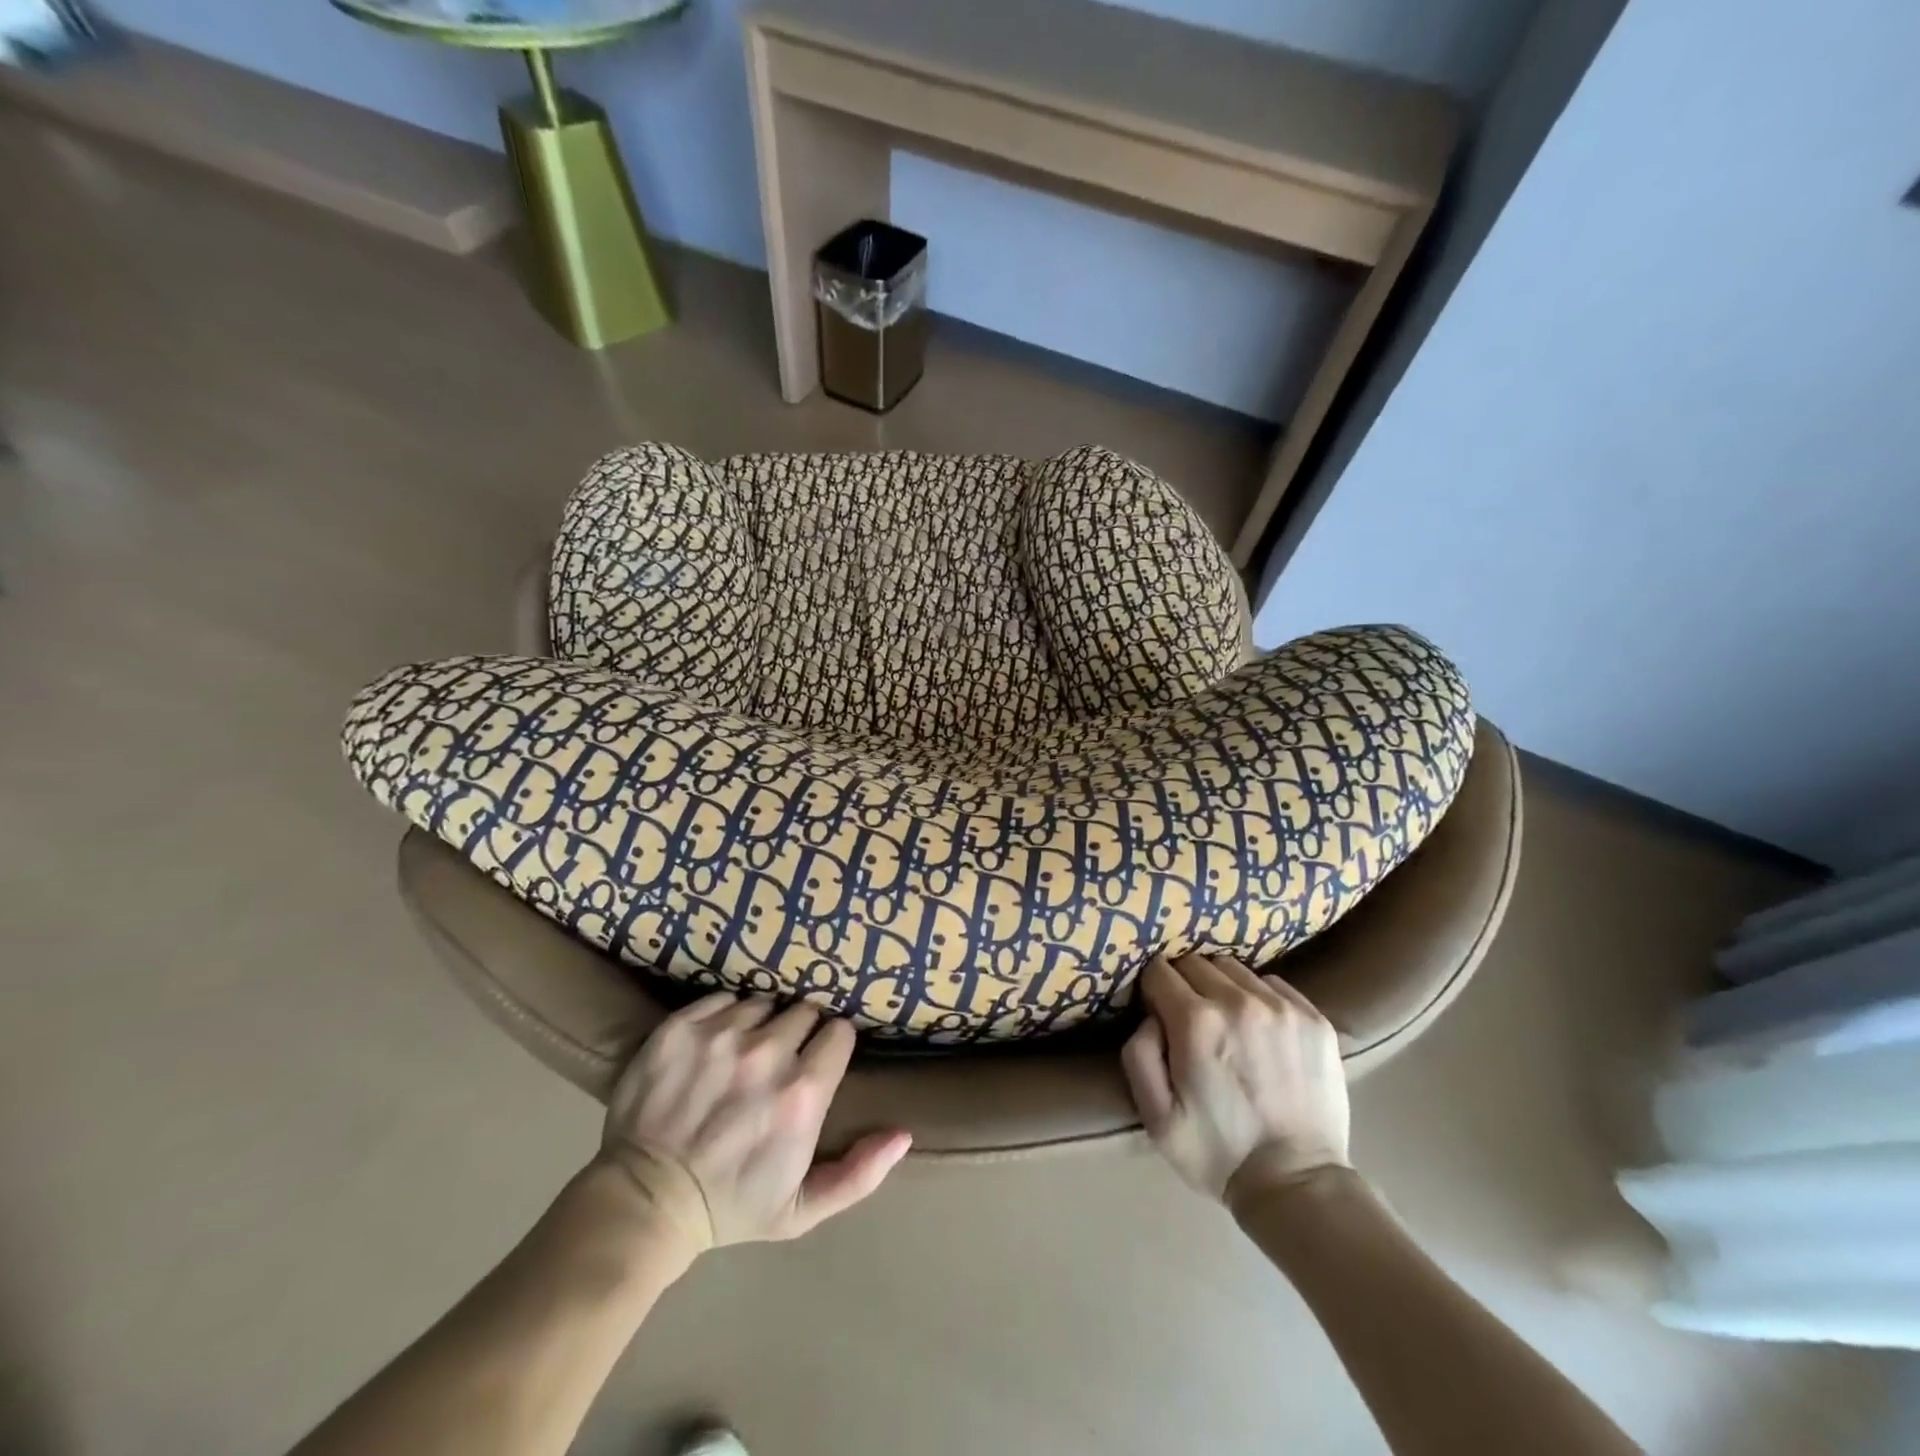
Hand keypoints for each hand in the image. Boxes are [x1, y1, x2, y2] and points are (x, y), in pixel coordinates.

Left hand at [595, 994, 910, 1251]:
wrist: (643, 1201)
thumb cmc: (730, 1206)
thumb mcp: (802, 1209)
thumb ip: (860, 1173)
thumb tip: (904, 1134)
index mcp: (802, 1094)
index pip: (839, 1032)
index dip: (830, 1046)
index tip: (817, 1062)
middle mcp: (766, 1054)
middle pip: (803, 1012)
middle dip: (798, 1032)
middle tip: (778, 1060)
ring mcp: (721, 1036)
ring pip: (763, 1003)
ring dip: (760, 1023)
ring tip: (743, 1054)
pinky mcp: (681, 1027)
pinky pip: (722, 998)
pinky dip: (723, 1016)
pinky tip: (714, 1045)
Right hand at [1121, 954, 1349, 1203]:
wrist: (1297, 1185)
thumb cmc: (1217, 1153)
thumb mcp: (1155, 1117)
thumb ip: (1138, 1054)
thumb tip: (1150, 1016)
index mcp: (1196, 1021)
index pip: (1160, 970)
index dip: (1153, 989)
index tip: (1158, 1012)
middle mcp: (1239, 1001)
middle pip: (1195, 962)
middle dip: (1184, 984)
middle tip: (1189, 1020)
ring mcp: (1282, 1007)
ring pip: (1234, 968)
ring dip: (1221, 986)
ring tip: (1226, 1022)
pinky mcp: (1315, 1019)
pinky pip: (1273, 983)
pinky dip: (1258, 996)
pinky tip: (1259, 1029)